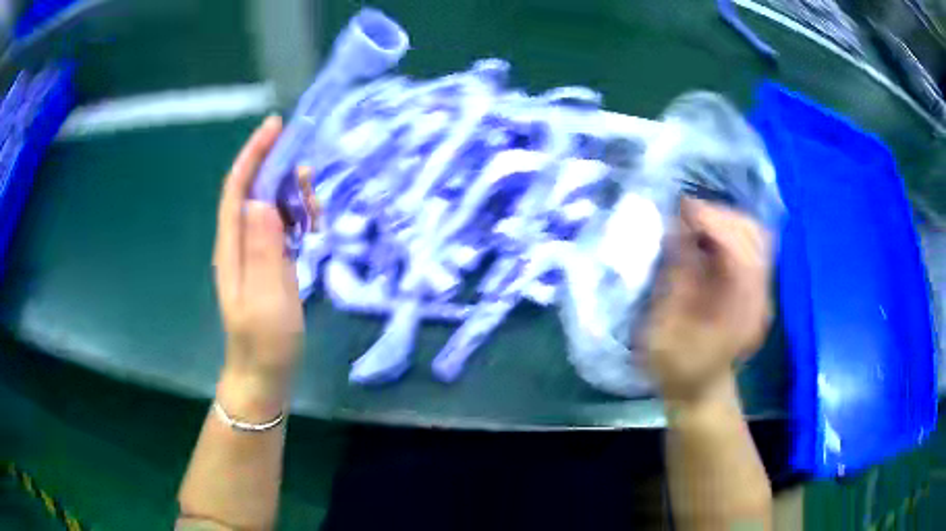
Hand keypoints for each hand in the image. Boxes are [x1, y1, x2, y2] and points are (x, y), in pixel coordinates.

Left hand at [212, 116, 303, 411]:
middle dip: (278, 171)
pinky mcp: (269, 263)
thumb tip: (262, 201)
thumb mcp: (266, 298)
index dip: (253, 155)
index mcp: (232, 246)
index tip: (275, 126)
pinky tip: (312, 225)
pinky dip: (297, 217)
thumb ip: (262, 250)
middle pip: (254, 191)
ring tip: (315, 206)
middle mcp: (240, 242)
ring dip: (291, 196)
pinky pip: (281, 227)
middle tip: (308, 175)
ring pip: (270, 207)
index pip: (237, 189)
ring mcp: (255, 253)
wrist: (264, 373)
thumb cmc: (264, 340)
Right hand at [644, 198, 771, 404]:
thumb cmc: (677, 369)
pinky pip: (749, 244)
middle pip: (756, 236)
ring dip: (725, 220)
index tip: (681, 208)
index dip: (714, 223)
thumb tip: (678, 230)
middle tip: (684, 213)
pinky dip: (728, 231)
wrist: (700, 391)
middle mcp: (760, 297)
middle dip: (721, 215)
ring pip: (756, 235)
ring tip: (693, 221)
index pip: (741, 252)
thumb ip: (676, 280)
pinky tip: (705, 236)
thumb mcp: (665, 332)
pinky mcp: (755, 287)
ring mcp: (762, 291)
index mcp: (741, 314)